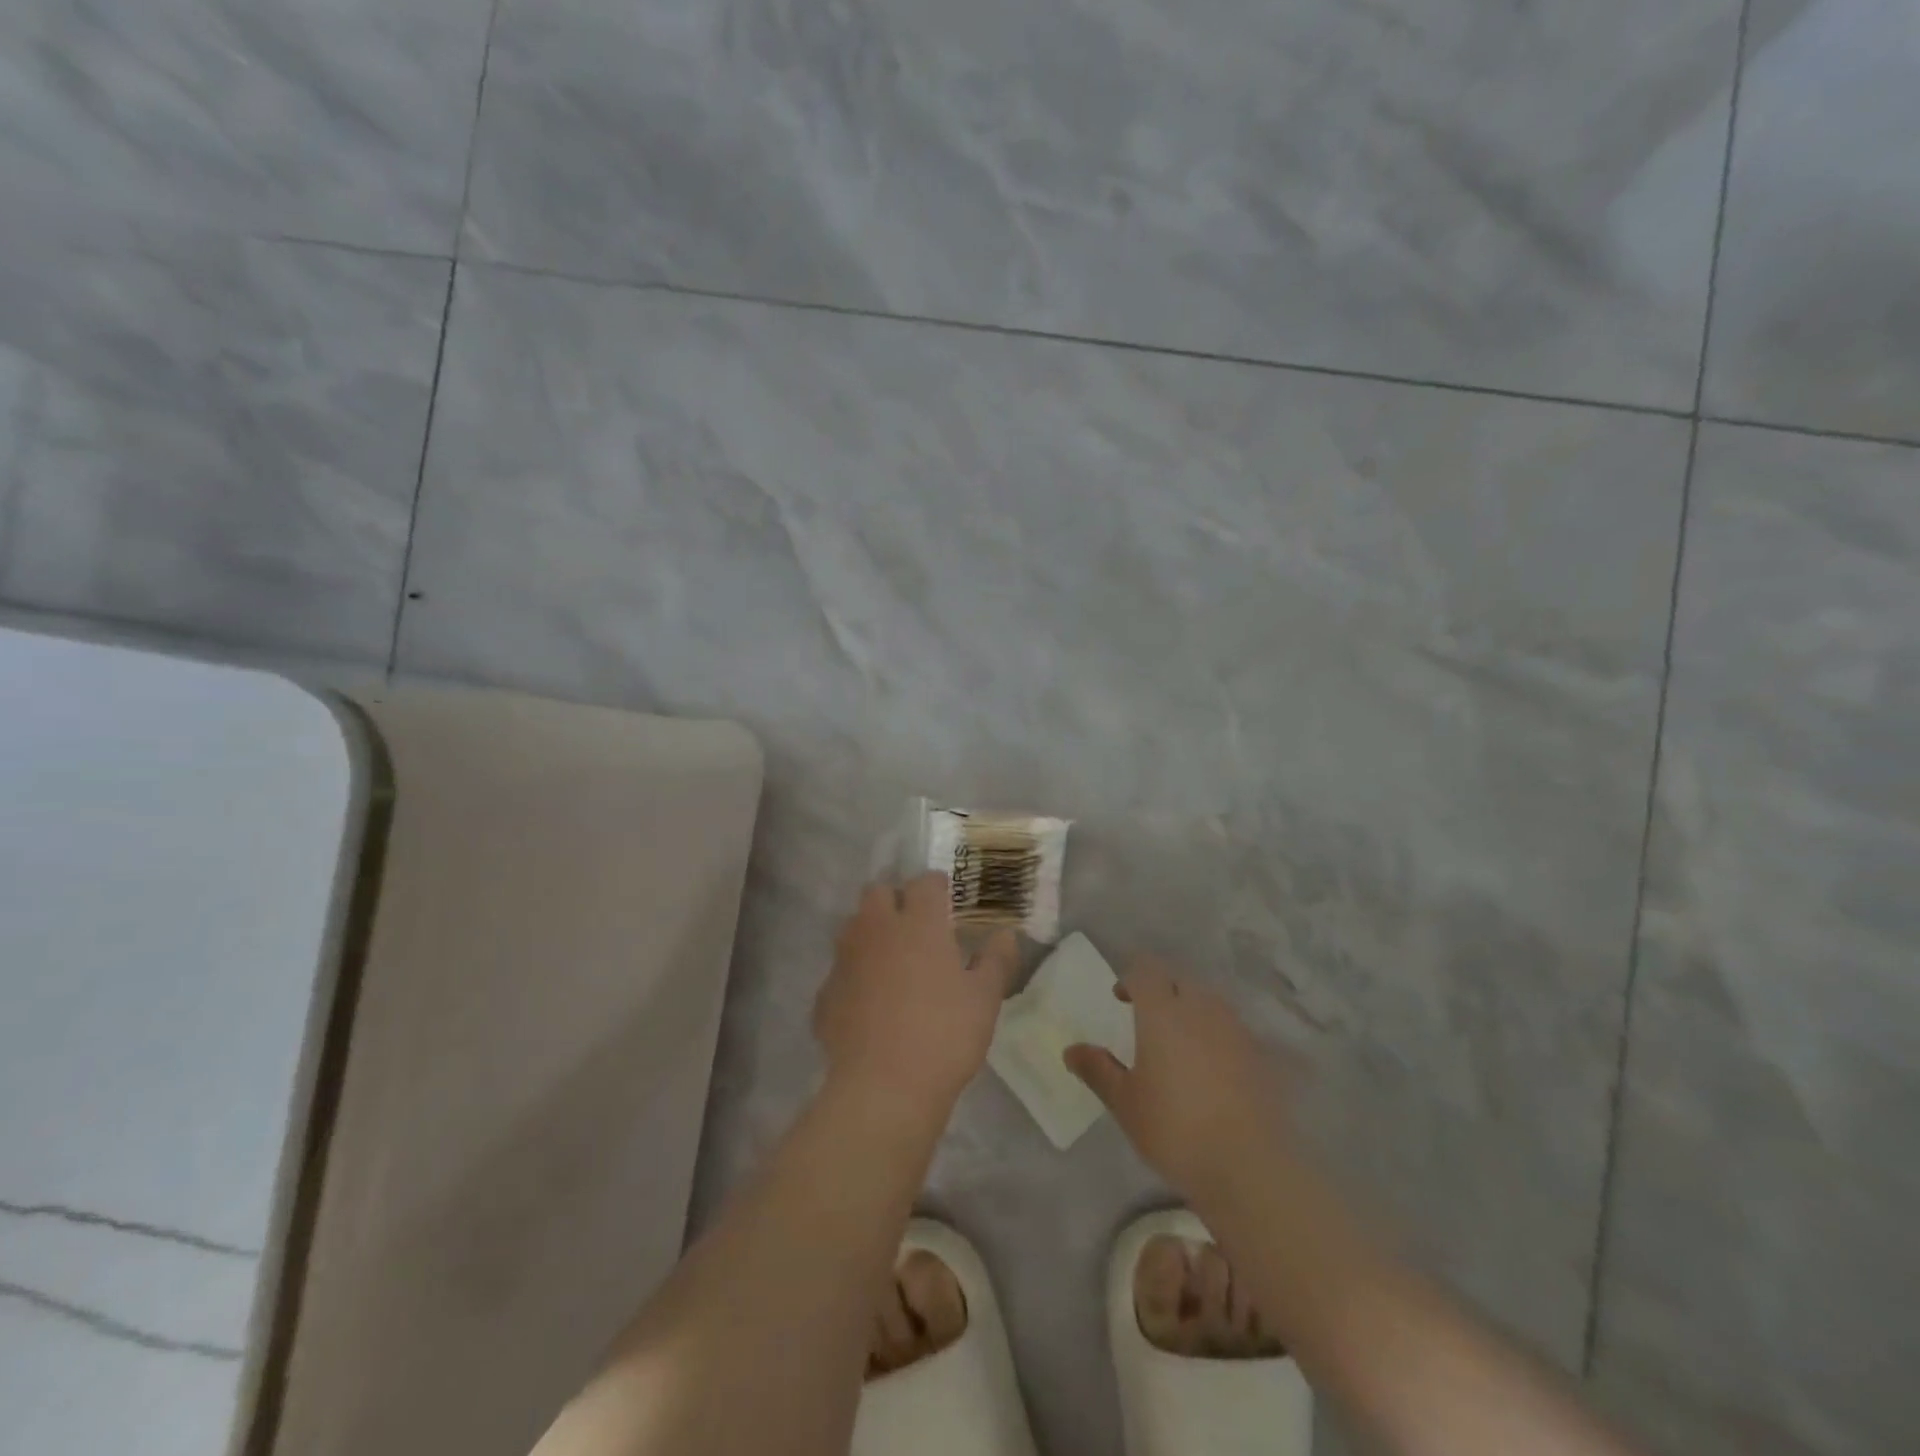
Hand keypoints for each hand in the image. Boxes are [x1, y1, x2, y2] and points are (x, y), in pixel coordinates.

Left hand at [814, 874, 1020, 1114]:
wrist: (883, 1088)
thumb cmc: (944, 1035)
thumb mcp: (985, 998)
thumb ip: (996, 960)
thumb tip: (1007, 934)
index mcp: (918, 923)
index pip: (924, 882)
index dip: (936, 886)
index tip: (947, 899)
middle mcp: (876, 929)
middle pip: (878, 892)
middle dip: (895, 899)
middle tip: (917, 926)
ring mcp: (845, 960)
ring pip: (854, 927)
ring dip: (871, 933)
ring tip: (893, 962)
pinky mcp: (825, 993)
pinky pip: (841, 971)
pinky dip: (855, 976)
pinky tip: (870, 1004)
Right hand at [1065, 957, 1293, 1203]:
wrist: (1248, 1166)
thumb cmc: (1174, 1129)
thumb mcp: (1125, 1103)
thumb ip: (1098, 1070)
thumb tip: (1071, 1051)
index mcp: (1162, 1012)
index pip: (1146, 970)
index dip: (1131, 978)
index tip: (1121, 998)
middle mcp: (1200, 1009)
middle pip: (1180, 980)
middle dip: (1162, 990)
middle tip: (1147, 1018)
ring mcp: (1235, 1030)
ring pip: (1209, 1002)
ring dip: (1191, 1009)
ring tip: (1180, 1042)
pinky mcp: (1260, 1055)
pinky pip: (1232, 1029)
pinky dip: (1217, 1035)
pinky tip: (1212, 1068)